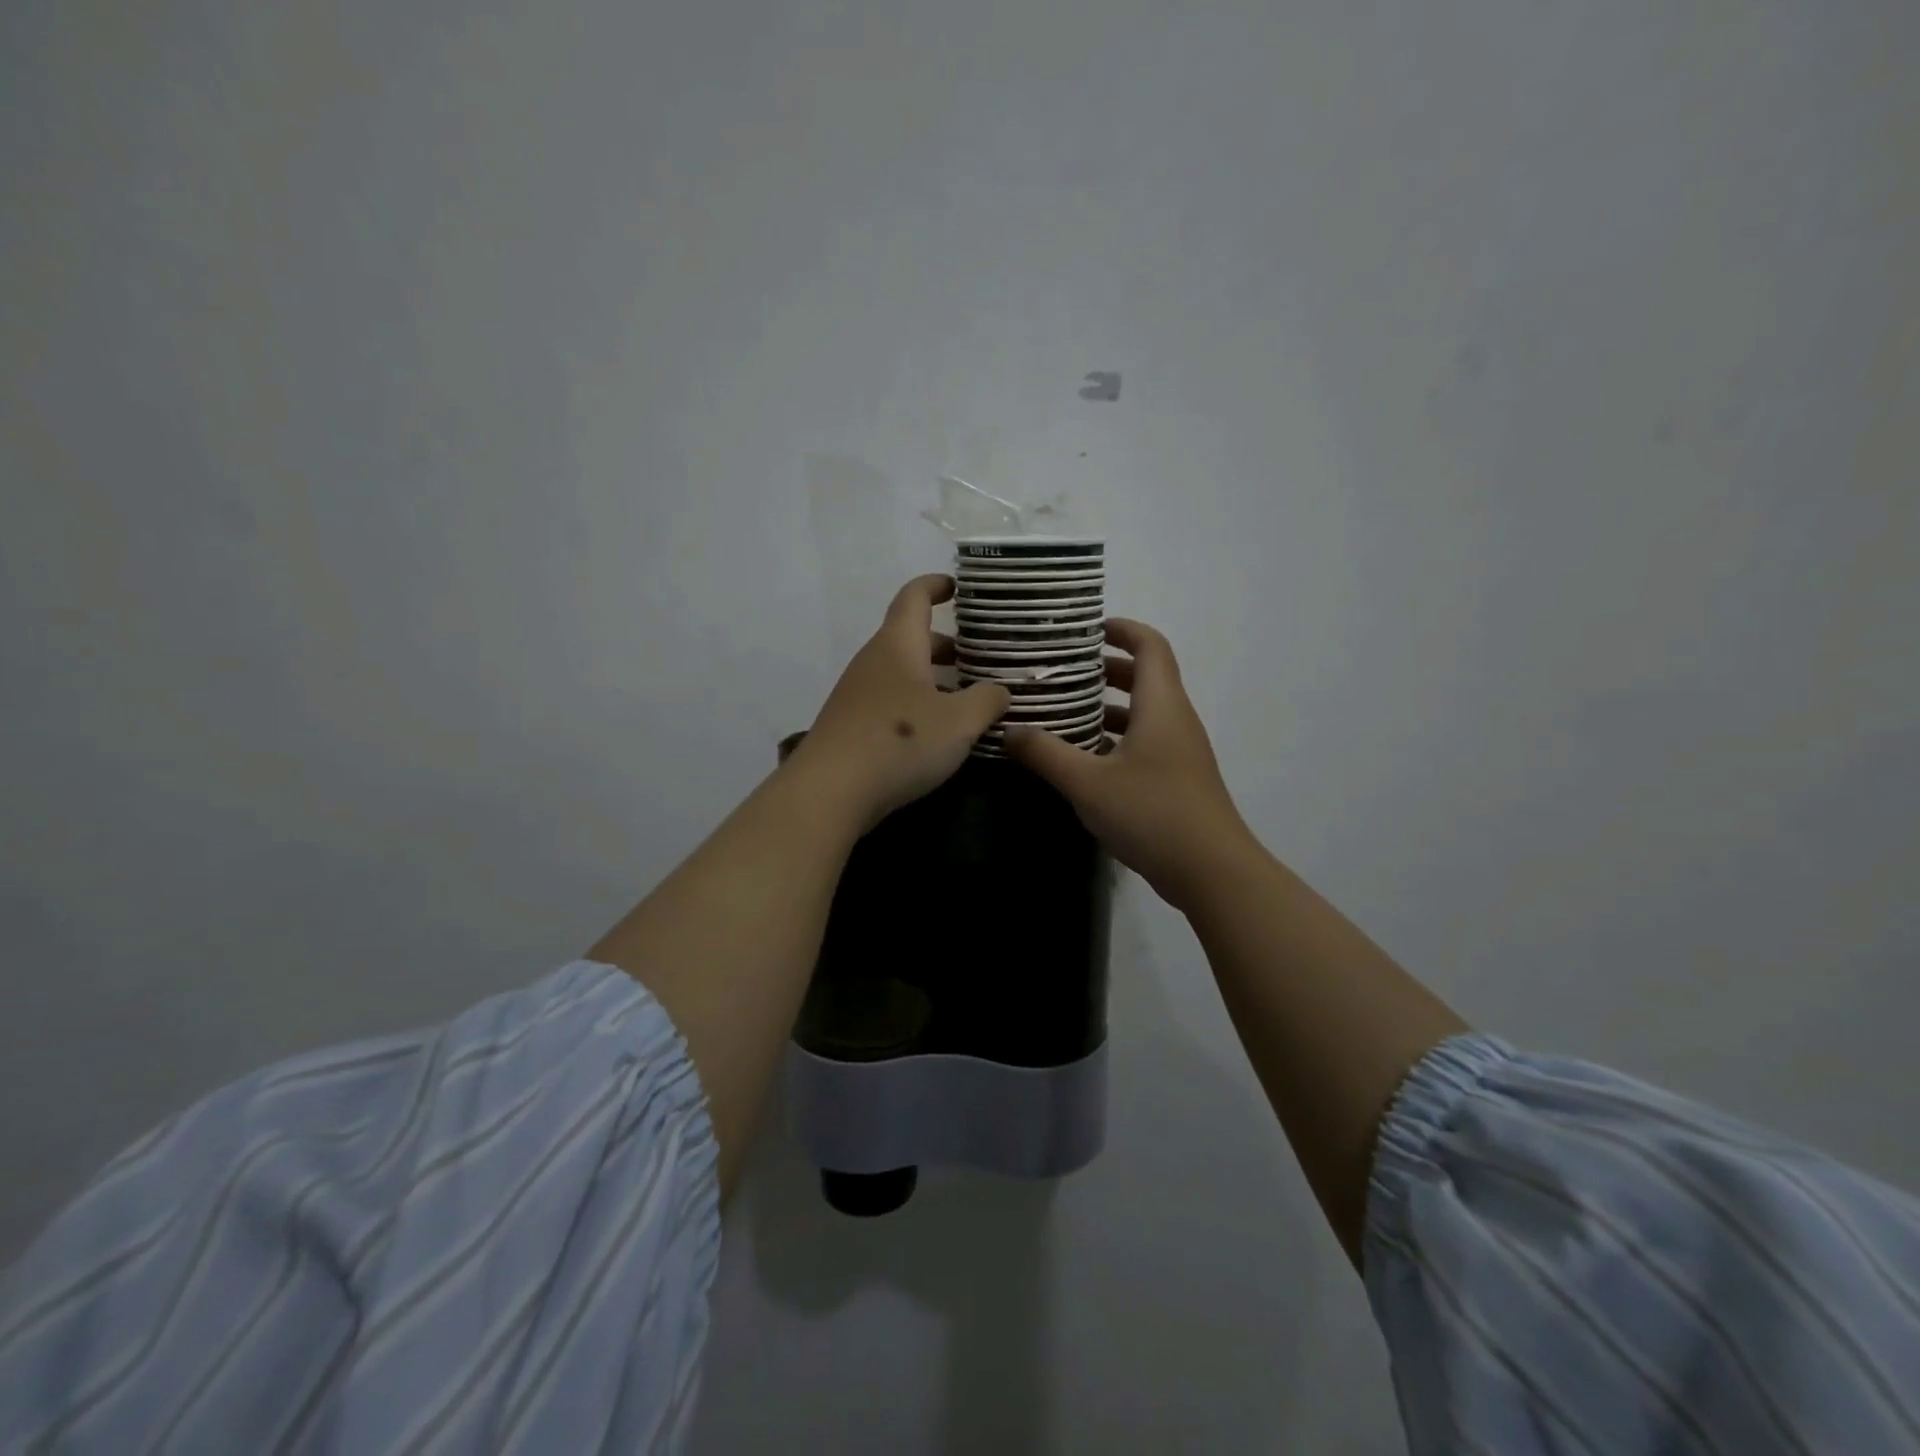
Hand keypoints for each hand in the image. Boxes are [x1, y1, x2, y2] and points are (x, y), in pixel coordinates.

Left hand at [789, 574, 1010, 830]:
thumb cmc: (900, 742)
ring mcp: (856, 694)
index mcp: (898, 645)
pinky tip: (936, 733)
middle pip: (910, 638)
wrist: (830, 791)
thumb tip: (1000, 691)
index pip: (914, 597)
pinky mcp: (850, 725)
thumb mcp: (959, 722)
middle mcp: (873, 661)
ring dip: (932, 679)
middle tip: (979, 658)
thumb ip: (987, 701)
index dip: (935, 586)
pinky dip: (916, 704)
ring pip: (901, 673)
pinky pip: (890, 701)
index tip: (957, 587)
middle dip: (945, 645)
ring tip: (966, 699)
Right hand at [1006, 618, 1259, 910]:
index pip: (1150, 645)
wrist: (1212, 872)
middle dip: (1105, 668)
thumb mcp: (1088, 783)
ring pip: (1144, 713)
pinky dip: (1116, 738)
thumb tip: (1008, 730)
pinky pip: (1145, 742)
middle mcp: (1175, 720)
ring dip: (1108, 706)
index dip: (1122, 629)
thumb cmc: (1152, 813)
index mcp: (1161, 705)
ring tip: (1063, 710)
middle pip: (1145, 677)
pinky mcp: (1178, 780)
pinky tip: (1083, 758)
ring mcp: (1180, 752)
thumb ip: (1046, 754)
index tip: (1087, 628)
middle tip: (1062, 671)